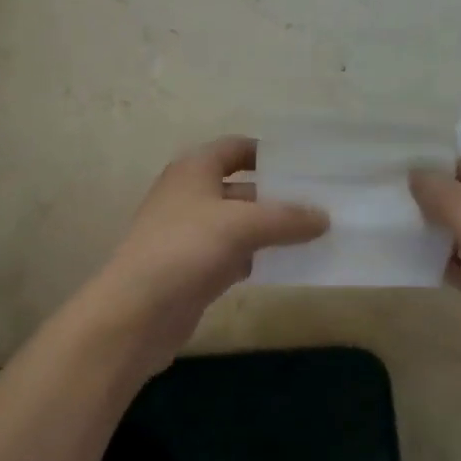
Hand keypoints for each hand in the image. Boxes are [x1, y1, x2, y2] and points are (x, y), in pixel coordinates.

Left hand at [88, 136, 328, 365]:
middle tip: (322, 202)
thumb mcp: (242, 225)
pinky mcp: (194, 268)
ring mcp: (190, 233)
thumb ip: (286, 218)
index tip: (307, 164)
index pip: (236, 148)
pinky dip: (257, 257)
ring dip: (271, 229)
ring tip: (316, 234)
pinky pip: (234, 254)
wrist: (137, 312)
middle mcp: (190, 194)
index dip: (269, 153)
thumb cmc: (186, 249)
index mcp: (194, 169)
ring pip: (239, 223)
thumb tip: (324, 217)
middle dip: (278, 195)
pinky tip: (286, 265)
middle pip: (242, 187)